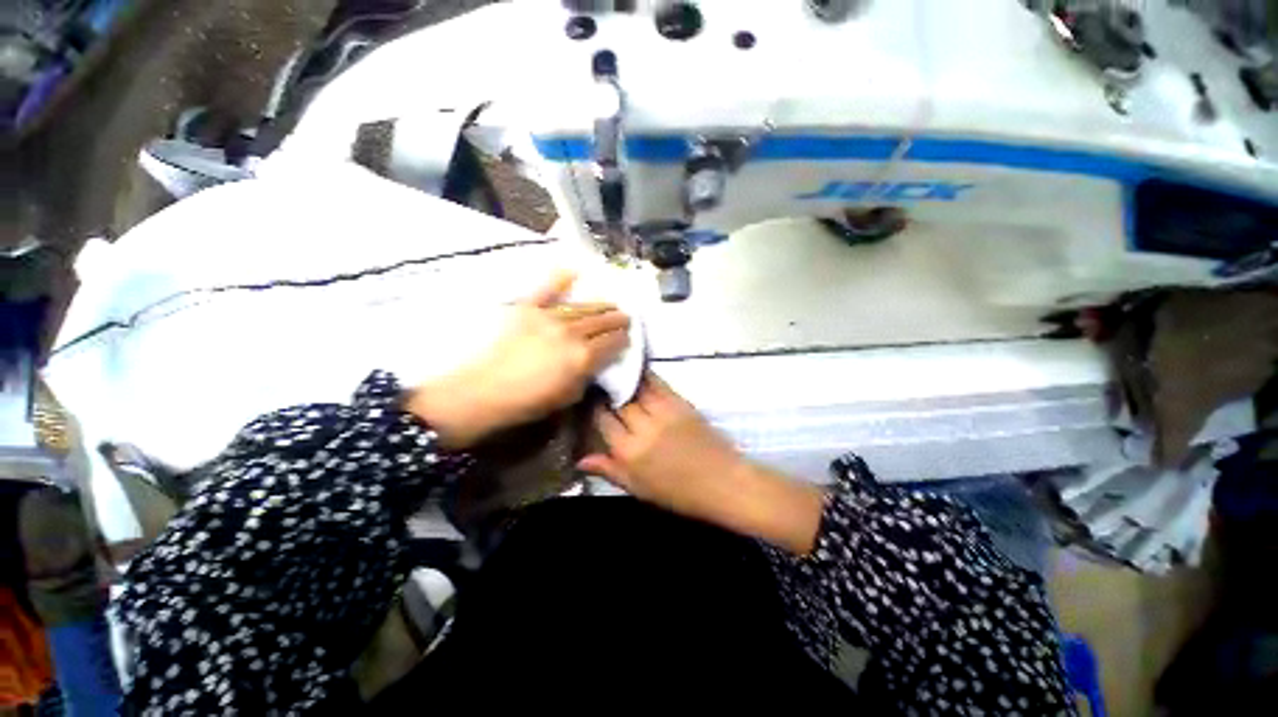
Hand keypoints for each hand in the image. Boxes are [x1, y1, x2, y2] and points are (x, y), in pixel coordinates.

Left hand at [406, 272, 629, 447]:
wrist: (482, 393)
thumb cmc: (527, 403)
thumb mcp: (568, 397)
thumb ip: (587, 375)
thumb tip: (595, 362)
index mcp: (583, 357)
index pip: (612, 342)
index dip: (623, 339)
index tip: (627, 337)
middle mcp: (571, 332)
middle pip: (601, 321)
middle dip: (616, 319)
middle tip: (625, 317)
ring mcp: (548, 317)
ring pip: (582, 307)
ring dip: (599, 306)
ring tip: (610, 304)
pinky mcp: (527, 309)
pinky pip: (547, 289)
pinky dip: (560, 279)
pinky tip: (573, 270)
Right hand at [579, 373, 823, 554]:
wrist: (722, 482)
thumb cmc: (679, 493)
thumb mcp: (639, 488)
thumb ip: (609, 470)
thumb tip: (580, 459)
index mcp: (629, 453)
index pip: (603, 421)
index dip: (595, 408)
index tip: (592, 400)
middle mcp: (642, 429)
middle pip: (618, 401)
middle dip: (608, 391)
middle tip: (602, 382)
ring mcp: (663, 413)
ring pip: (636, 388)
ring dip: (624, 378)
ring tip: (616, 371)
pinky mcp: (680, 403)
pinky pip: (658, 383)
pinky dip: (646, 375)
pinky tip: (639, 370)